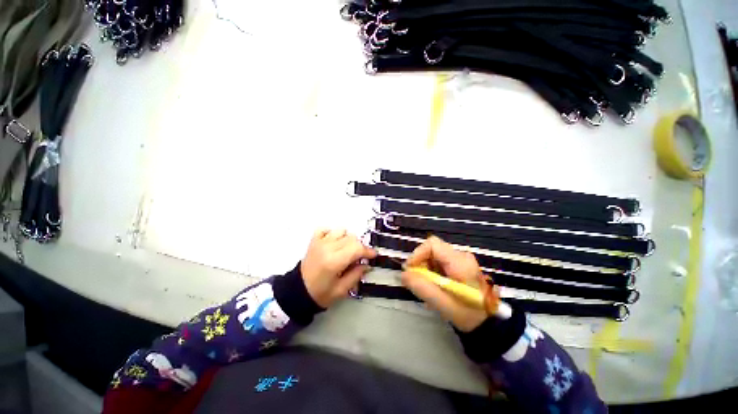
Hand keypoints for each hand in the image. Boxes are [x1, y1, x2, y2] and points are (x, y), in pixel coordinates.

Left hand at [301, 229, 376, 307]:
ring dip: (347, 239)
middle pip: (351, 238)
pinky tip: (334, 243)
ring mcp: (320, 242)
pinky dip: (333, 233)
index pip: (356, 248)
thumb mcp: (342, 290)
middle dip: (359, 247)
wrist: (298, 291)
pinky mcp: (314, 240)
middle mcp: (327, 247)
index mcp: (334, 261)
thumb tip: (367, 264)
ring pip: (342, 231)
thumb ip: (356, 275)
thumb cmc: (320, 293)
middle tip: (359, 257)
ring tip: (346, 250)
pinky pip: (326, 229)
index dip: (367, 251)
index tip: (373, 255)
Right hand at [401, 236, 487, 331]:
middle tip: (416, 280)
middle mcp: (461, 256)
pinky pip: (438, 263)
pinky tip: (433, 286)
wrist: (488, 324)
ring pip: (434, 256)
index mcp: (459, 262)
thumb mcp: (442, 303)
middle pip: (432, 250)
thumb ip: (422, 287)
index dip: (418, 253)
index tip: (410, 269)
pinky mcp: (459, 266)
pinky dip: (431, 272)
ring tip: (426, 286)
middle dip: (420, 263)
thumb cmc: (468, 314)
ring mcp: (461, 260)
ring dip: (425, 269)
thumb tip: (403, 274)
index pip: (433, 244)